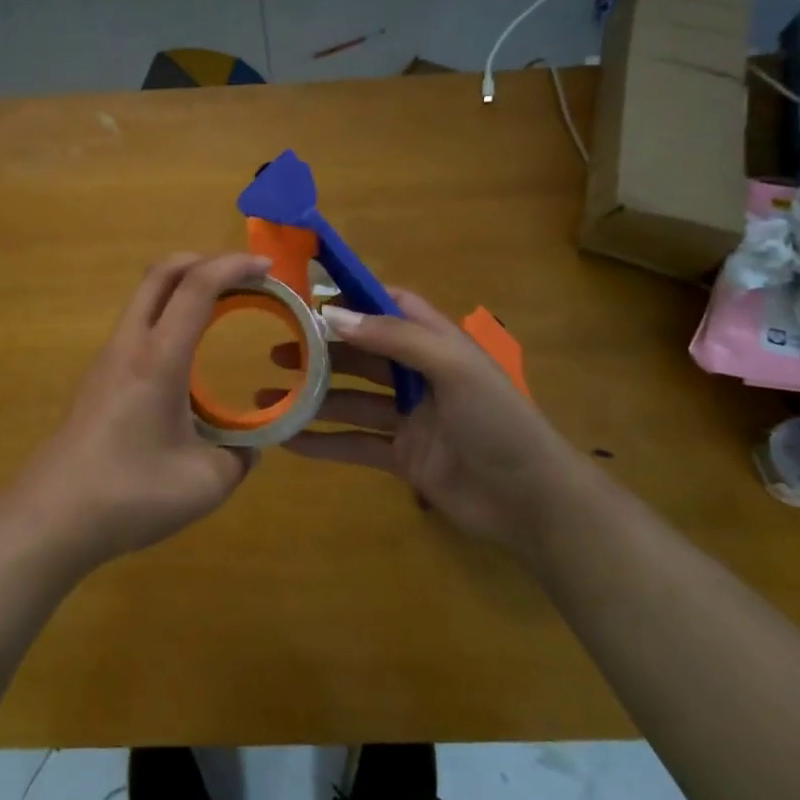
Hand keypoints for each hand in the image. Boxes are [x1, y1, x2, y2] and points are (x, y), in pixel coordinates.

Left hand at [7, 252, 269, 571]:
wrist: (52, 516)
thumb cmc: (129, 494)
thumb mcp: (205, 483)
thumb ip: (240, 456)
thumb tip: (252, 444)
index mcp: (159, 357)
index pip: (197, 287)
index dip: (234, 266)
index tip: (267, 266)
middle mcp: (130, 345)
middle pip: (161, 274)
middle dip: (204, 261)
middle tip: (242, 277)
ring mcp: (108, 358)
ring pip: (144, 298)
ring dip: (182, 288)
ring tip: (220, 309)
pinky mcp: (98, 377)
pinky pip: (137, 325)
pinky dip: (166, 315)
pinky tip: (186, 354)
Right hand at [267, 287, 579, 550]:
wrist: (532, 503)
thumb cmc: (498, 422)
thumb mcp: (453, 368)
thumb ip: (395, 338)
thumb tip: (332, 315)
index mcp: (437, 343)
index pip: (390, 306)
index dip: (353, 298)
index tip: (308, 296)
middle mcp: (419, 375)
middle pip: (361, 352)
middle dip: (319, 349)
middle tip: (274, 349)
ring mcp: (409, 418)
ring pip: (350, 399)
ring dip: (312, 396)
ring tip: (267, 394)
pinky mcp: (402, 456)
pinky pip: (355, 442)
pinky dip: (322, 441)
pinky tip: (287, 440)